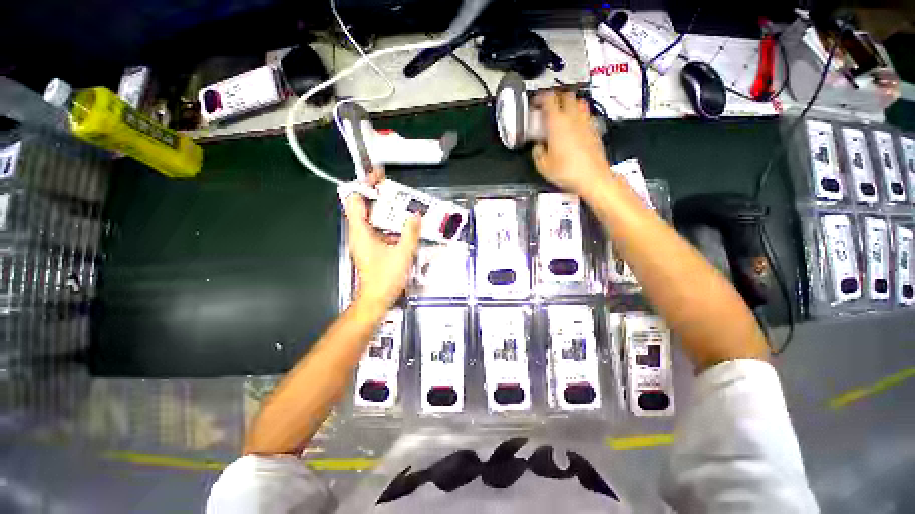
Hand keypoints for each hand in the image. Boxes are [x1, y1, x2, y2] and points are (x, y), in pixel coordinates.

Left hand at [342, 169, 421, 312]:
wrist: (376, 299)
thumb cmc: (386, 278)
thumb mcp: (403, 254)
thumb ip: (410, 233)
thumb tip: (416, 215)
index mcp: (361, 231)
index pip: (356, 200)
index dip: (365, 184)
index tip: (379, 176)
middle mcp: (358, 233)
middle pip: (361, 205)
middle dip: (376, 193)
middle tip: (394, 187)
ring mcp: (363, 240)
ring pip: (369, 216)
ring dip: (383, 208)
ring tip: (401, 202)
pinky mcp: (369, 247)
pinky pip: (376, 227)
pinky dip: (386, 221)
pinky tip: (401, 223)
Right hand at [531, 91, 611, 195]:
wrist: (592, 177)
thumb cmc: (567, 171)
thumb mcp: (542, 165)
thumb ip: (537, 152)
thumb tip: (537, 146)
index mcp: (557, 123)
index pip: (548, 99)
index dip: (540, 98)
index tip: (535, 104)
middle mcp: (573, 118)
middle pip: (566, 96)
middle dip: (556, 98)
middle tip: (548, 108)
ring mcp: (586, 122)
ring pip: (579, 102)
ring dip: (569, 105)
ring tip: (562, 115)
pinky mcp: (595, 130)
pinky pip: (586, 115)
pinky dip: (578, 116)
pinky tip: (574, 128)